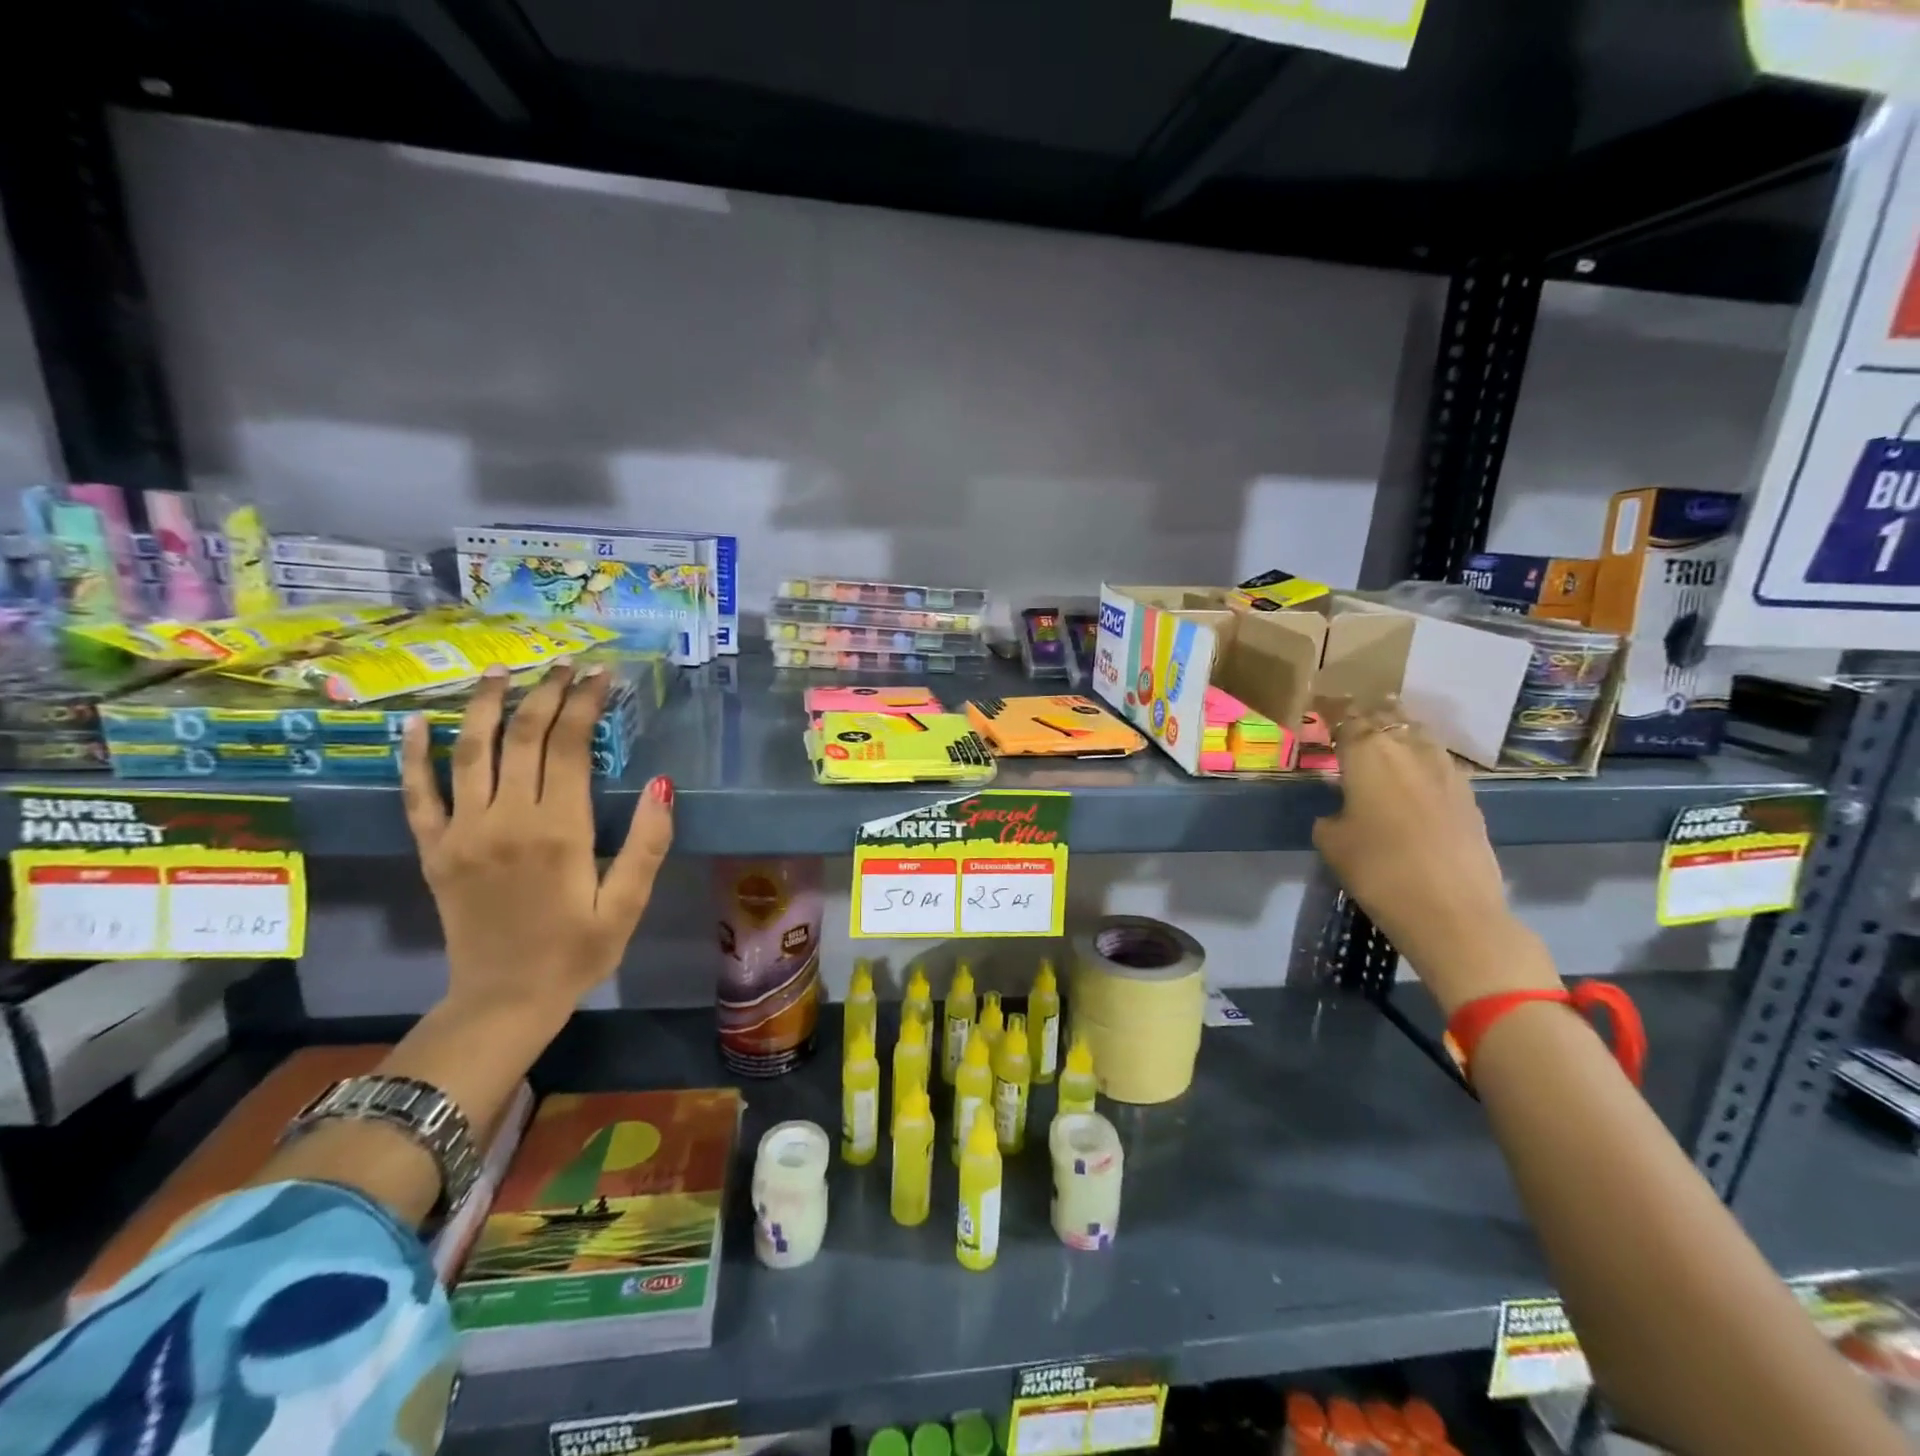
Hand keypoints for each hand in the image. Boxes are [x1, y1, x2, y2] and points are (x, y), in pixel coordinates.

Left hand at [400, 661, 674, 1024]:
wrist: (503, 1001)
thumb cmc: (577, 952)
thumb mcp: (628, 904)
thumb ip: (648, 843)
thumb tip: (663, 783)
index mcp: (559, 831)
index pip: (569, 747)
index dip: (585, 703)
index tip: (600, 675)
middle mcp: (506, 820)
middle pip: (523, 737)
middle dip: (546, 693)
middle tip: (564, 664)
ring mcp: (462, 832)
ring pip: (471, 752)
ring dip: (487, 706)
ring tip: (503, 671)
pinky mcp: (434, 850)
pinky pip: (417, 794)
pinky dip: (414, 755)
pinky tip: (417, 721)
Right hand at [1311, 703, 1558, 1013]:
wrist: (1452, 910)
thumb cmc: (1378, 869)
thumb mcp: (1332, 841)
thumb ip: (1332, 814)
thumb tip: (1341, 810)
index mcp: (1367, 753)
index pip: (1346, 718)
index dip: (1332, 711)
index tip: (1320, 708)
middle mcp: (1408, 750)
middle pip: (1388, 717)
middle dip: (1369, 715)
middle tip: (1352, 719)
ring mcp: (1445, 770)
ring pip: (1419, 735)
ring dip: (1400, 732)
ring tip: (1384, 739)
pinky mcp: (1469, 795)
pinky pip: (1439, 763)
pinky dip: (1422, 761)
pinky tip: (1414, 776)